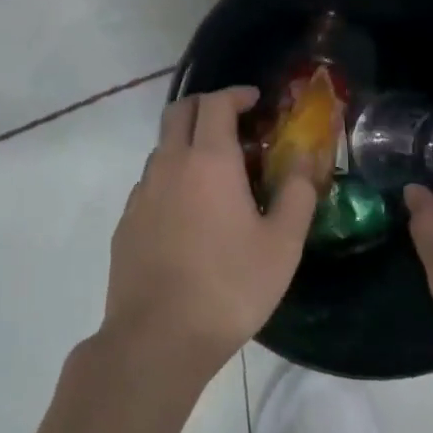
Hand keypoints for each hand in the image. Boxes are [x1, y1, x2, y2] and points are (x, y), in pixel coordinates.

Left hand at [104, 87, 317, 379]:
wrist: (158, 338)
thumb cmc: (230, 286)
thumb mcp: (282, 243)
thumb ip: (298, 192)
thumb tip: (305, 156)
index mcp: (209, 160)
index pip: (216, 103)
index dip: (236, 94)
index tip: (255, 102)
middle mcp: (169, 164)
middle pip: (179, 112)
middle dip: (207, 107)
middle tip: (235, 124)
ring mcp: (141, 193)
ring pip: (162, 148)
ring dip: (188, 144)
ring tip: (218, 174)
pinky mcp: (126, 222)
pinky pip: (151, 182)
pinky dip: (172, 177)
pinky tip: (190, 213)